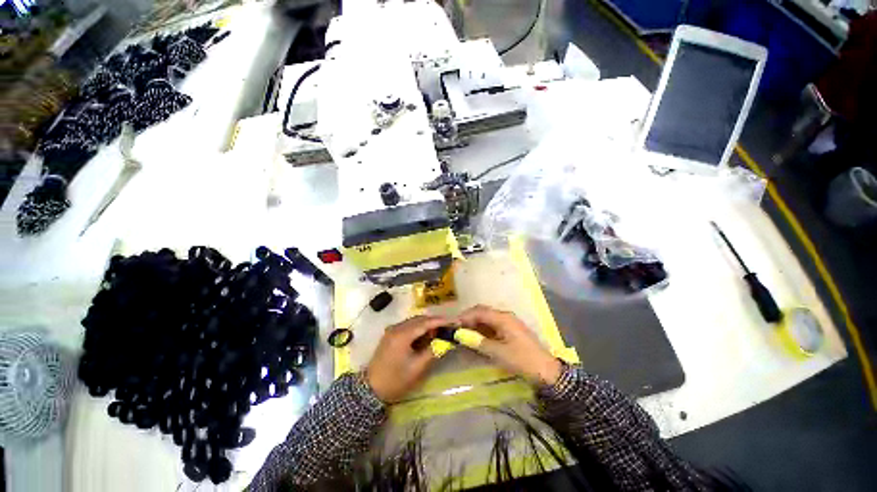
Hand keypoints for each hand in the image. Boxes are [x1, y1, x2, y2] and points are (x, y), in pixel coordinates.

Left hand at [366, 315, 449, 402]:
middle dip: (435, 321)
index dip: (441, 321)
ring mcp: (392, 330)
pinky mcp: (391, 334)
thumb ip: (432, 351)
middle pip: (420, 319)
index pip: (425, 322)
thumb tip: (446, 341)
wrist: (370, 389)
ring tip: (440, 331)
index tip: (454, 321)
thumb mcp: (417, 368)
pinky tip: (426, 335)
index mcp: (402, 334)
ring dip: (427, 324)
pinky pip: (408, 326)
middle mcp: (397, 327)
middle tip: (449, 327)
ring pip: (414, 321)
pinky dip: (419, 328)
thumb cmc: (395, 380)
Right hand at [457, 305, 560, 385]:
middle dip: (468, 320)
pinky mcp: (509, 332)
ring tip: (463, 335)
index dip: (465, 316)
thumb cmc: (523, 360)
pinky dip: (482, 332)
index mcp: (503, 318)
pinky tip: (475, 339)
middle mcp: (505, 317)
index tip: (453, 325)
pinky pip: (492, 327)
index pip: (479, 311)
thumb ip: (478, 342)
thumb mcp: (499, 352)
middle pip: (482, 313)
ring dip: (474, 326)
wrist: (547, 372)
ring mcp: (508, 324)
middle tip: (456, 331)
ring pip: (486, 320)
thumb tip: (460, 335)